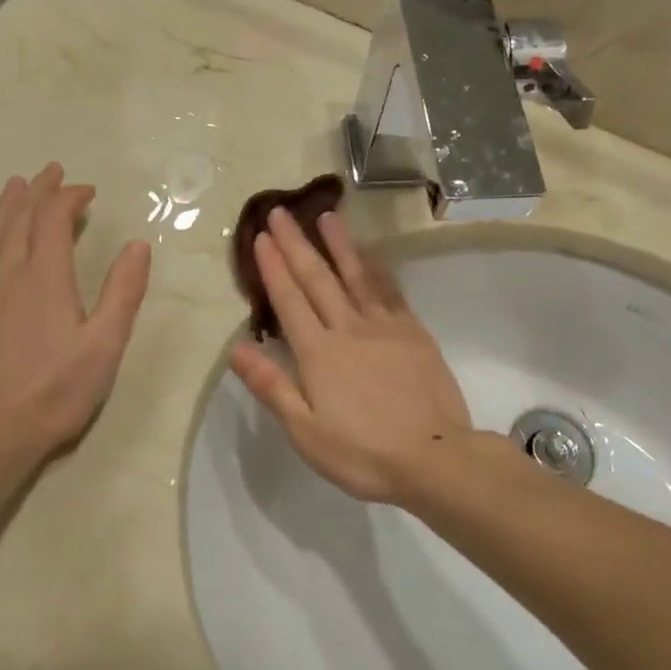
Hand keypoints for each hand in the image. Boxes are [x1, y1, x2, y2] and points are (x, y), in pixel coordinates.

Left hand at [0, 164, 150, 470]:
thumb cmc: (55, 390)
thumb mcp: (104, 346)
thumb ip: (123, 292)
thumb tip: (137, 245)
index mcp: (47, 277)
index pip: (55, 219)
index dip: (69, 198)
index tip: (87, 192)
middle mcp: (8, 272)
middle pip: (20, 218)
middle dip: (38, 191)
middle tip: (52, 172)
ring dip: (5, 206)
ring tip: (16, 185)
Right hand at [229, 208, 471, 505]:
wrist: (434, 458)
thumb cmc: (363, 454)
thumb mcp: (305, 432)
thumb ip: (272, 386)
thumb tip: (236, 348)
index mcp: (318, 353)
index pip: (289, 300)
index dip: (273, 267)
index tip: (261, 236)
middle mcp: (349, 329)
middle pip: (318, 278)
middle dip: (296, 244)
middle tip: (281, 211)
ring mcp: (385, 327)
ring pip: (356, 275)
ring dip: (339, 244)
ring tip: (327, 215)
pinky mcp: (414, 333)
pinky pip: (390, 291)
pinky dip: (377, 268)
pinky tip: (370, 253)